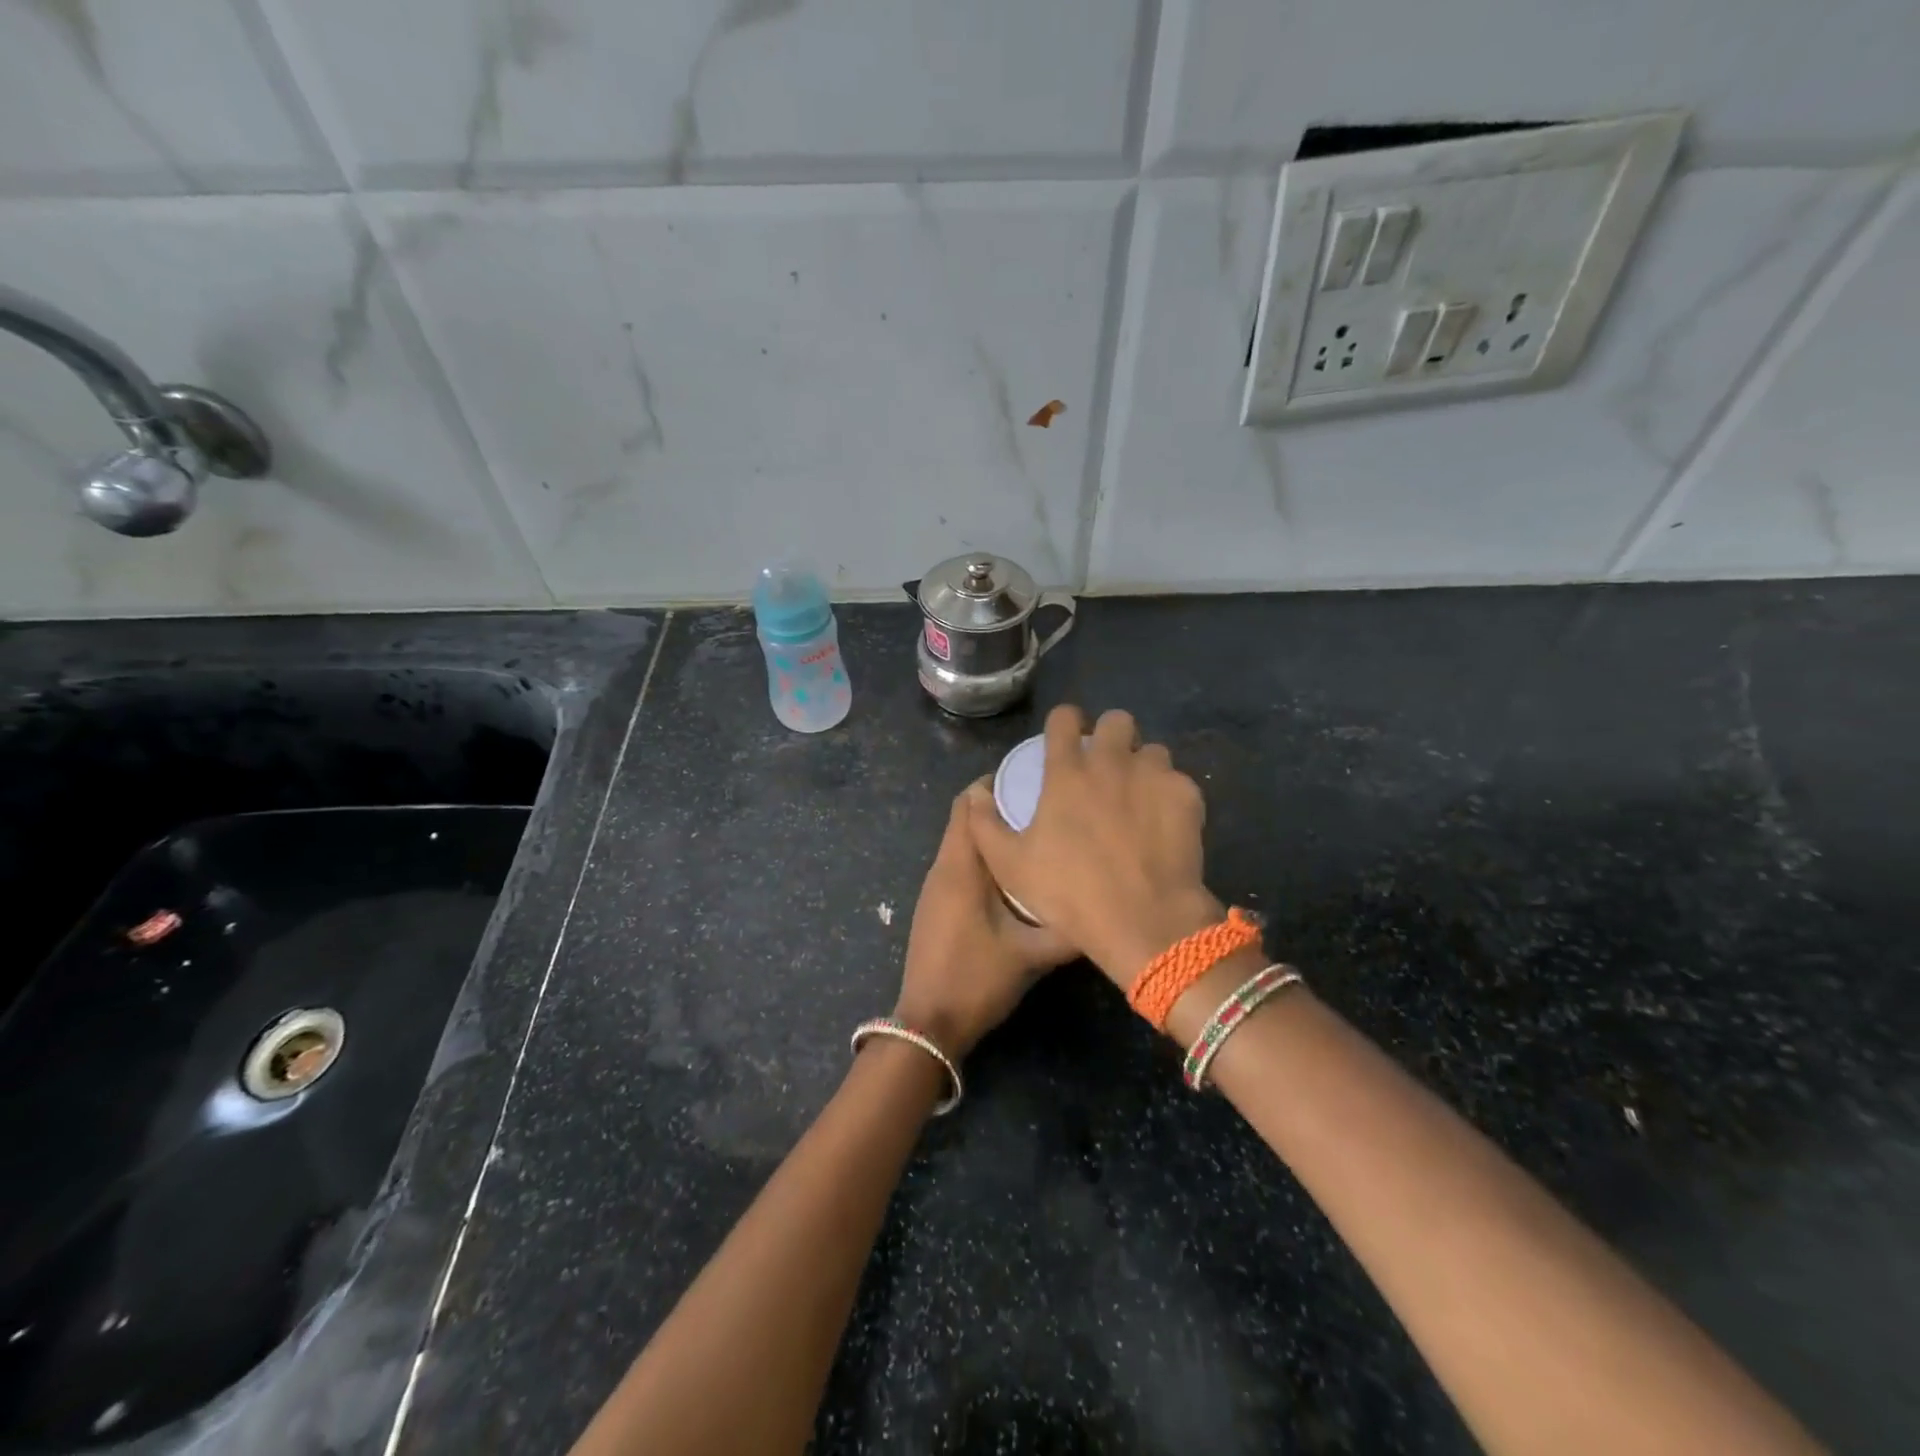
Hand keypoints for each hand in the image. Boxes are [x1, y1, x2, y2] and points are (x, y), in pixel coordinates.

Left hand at [894, 782, 1076, 1058]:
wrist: (928, 1024)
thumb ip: (1069, 930)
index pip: (968, 804)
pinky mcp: (938, 906)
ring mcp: (936, 888)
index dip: (995, 784)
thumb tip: (1105, 909)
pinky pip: (962, 866)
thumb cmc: (976, 979)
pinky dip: (986, 859)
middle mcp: (943, 868)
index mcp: (961, 867)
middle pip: (966, 819)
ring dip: (995, 835)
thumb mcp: (1031, 955)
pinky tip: (1018, 875)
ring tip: (1039, 834)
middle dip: (1001, 807)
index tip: (1034, 780)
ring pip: (965, 845)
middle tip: (1045, 805)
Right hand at [966, 705, 1221, 991]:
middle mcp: (1111, 762)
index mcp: (1067, 772)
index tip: (1064, 738)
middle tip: (1107, 766)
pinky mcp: (1186, 796)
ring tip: (1139, 796)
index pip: (1064, 718)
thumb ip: (985, 825)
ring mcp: (1153, 775)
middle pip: (1117, 720)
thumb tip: (975, 794)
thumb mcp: (1010, 866)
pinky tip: (1165, 824)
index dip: (1063, 723)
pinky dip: (1170, 796)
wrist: (1143, 920)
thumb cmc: (1070, 893)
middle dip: (1111, 735)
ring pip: (1153, 750)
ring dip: (1143, 766)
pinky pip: (1178, 781)